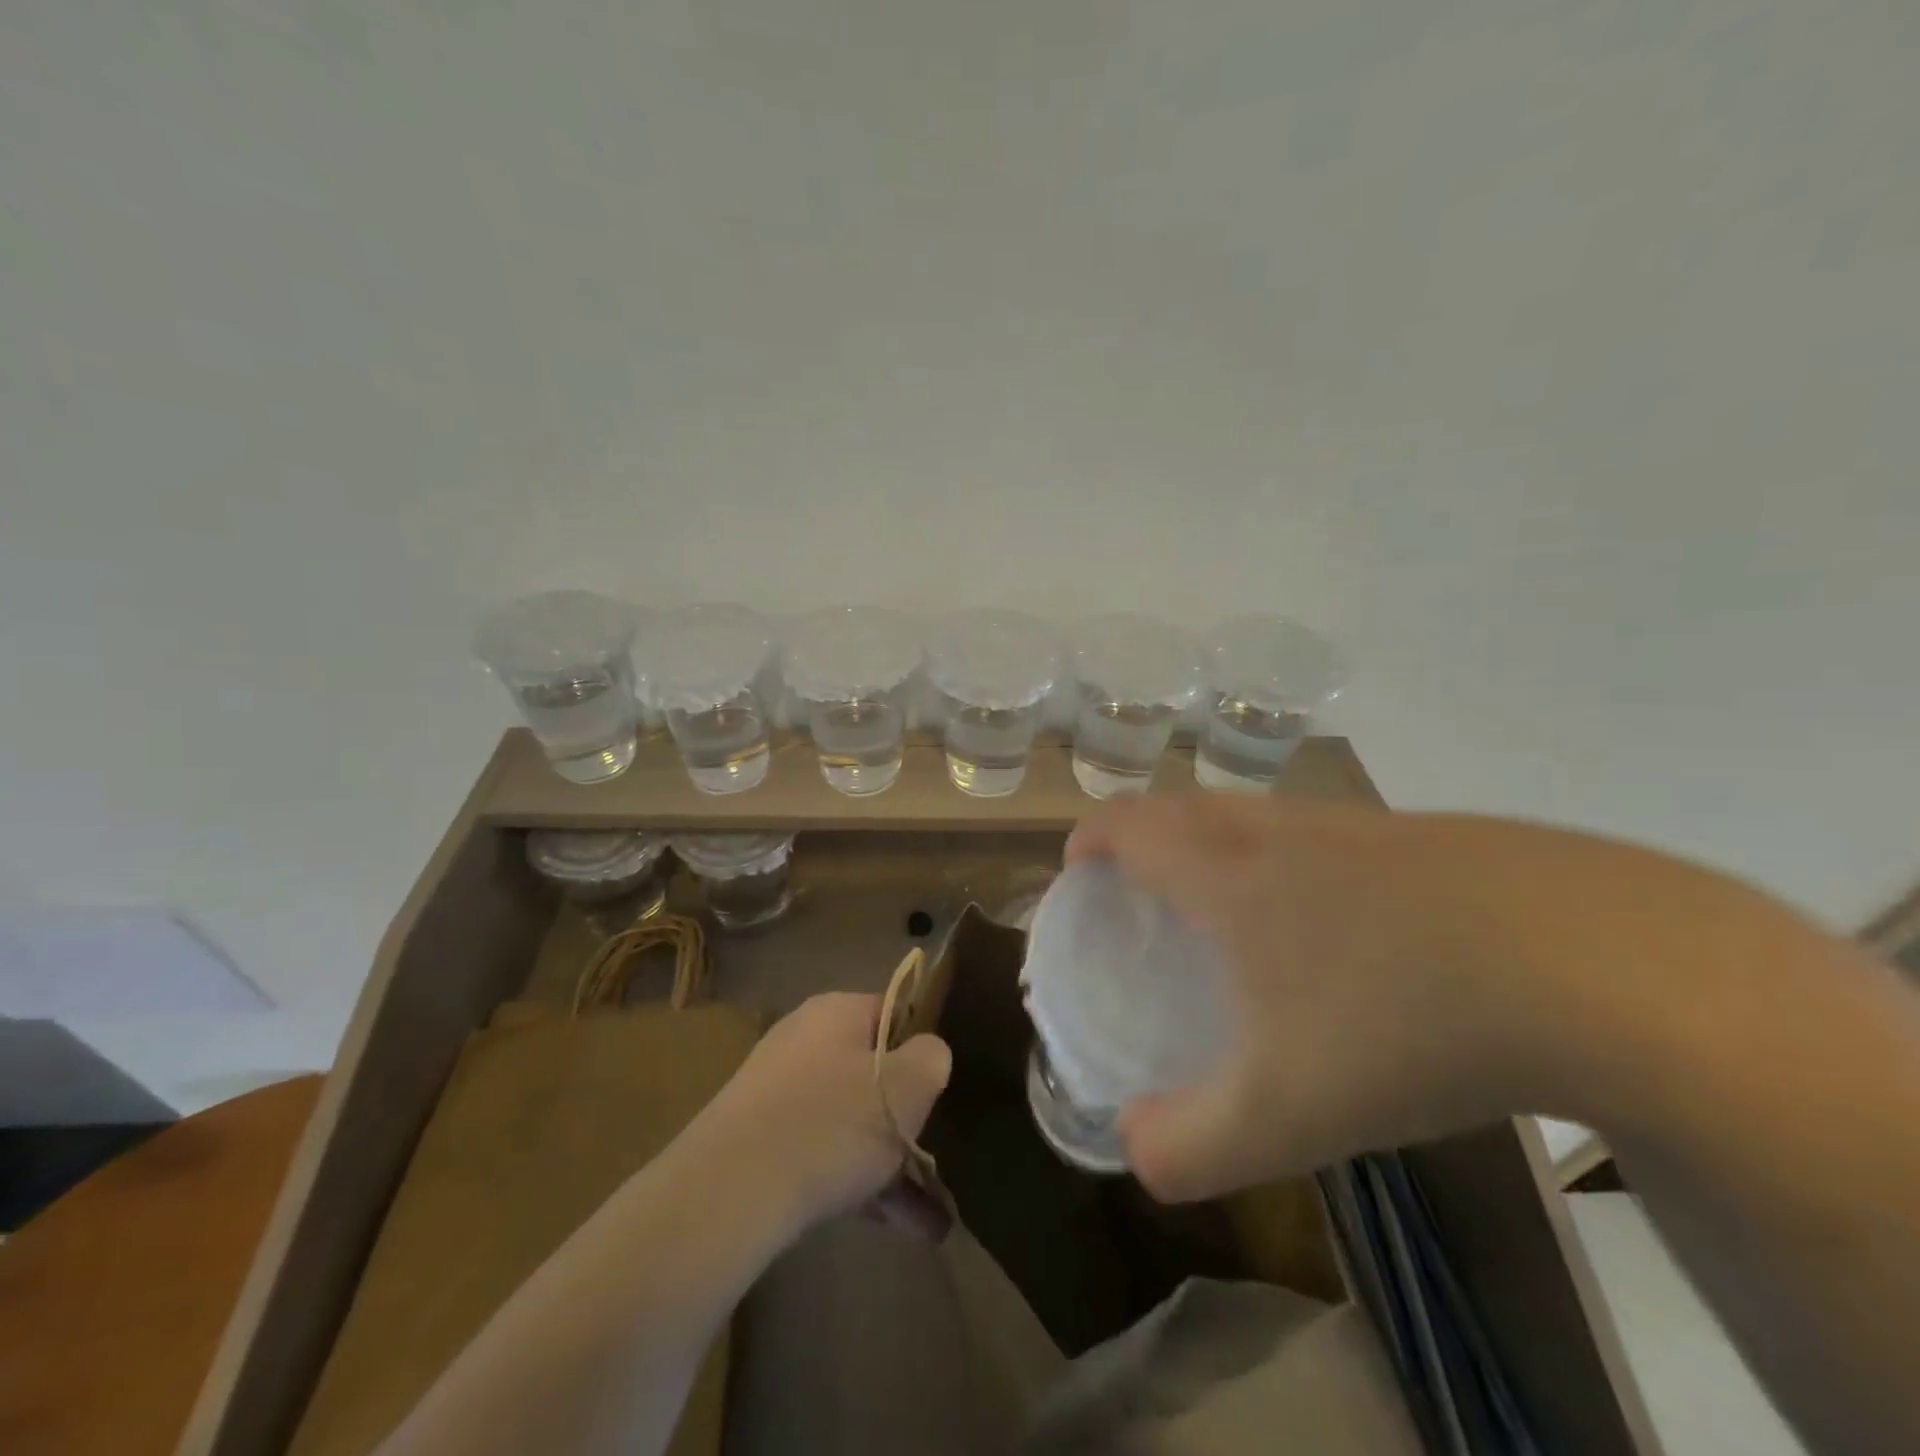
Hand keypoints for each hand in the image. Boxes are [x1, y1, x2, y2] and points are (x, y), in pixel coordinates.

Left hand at [697, 992, 951, 1231]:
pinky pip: (823, 1151)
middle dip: (908, 1117)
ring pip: (850, 1119)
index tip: (943, 1087)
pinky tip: (897, 1226)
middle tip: (937, 1153)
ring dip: (891, 1162)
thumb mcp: (907, 1086)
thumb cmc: (833, 1123)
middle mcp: (805, 1039)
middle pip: (872, 1069)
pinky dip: (858, 1183)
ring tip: (932, 1219)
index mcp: (837, 1011)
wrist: (730, 1192)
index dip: (924, 1046)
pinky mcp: (759, 1140)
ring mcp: (778, 1091)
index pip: (894, 1012)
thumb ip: (932, 1058)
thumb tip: (929, 1053)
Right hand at [1066, 795, 1585, 1201]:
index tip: (1079, 873)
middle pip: (1186, 805)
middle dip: (1146, 834)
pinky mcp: (1432, 837)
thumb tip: (1135, 1150)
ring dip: (1223, 843)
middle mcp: (1281, 830)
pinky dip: (1301, 862)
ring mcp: (1361, 825)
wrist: (1605, 965)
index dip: (1089, 841)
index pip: (1127, 825)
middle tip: (1144, 891)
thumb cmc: (1402, 1023)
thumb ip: (1188, 1144)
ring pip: (1261, 815)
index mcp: (1227, 871)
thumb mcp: (1283, 1113)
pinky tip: (1352, 930)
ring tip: (1235, 911)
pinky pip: (1331, 836)